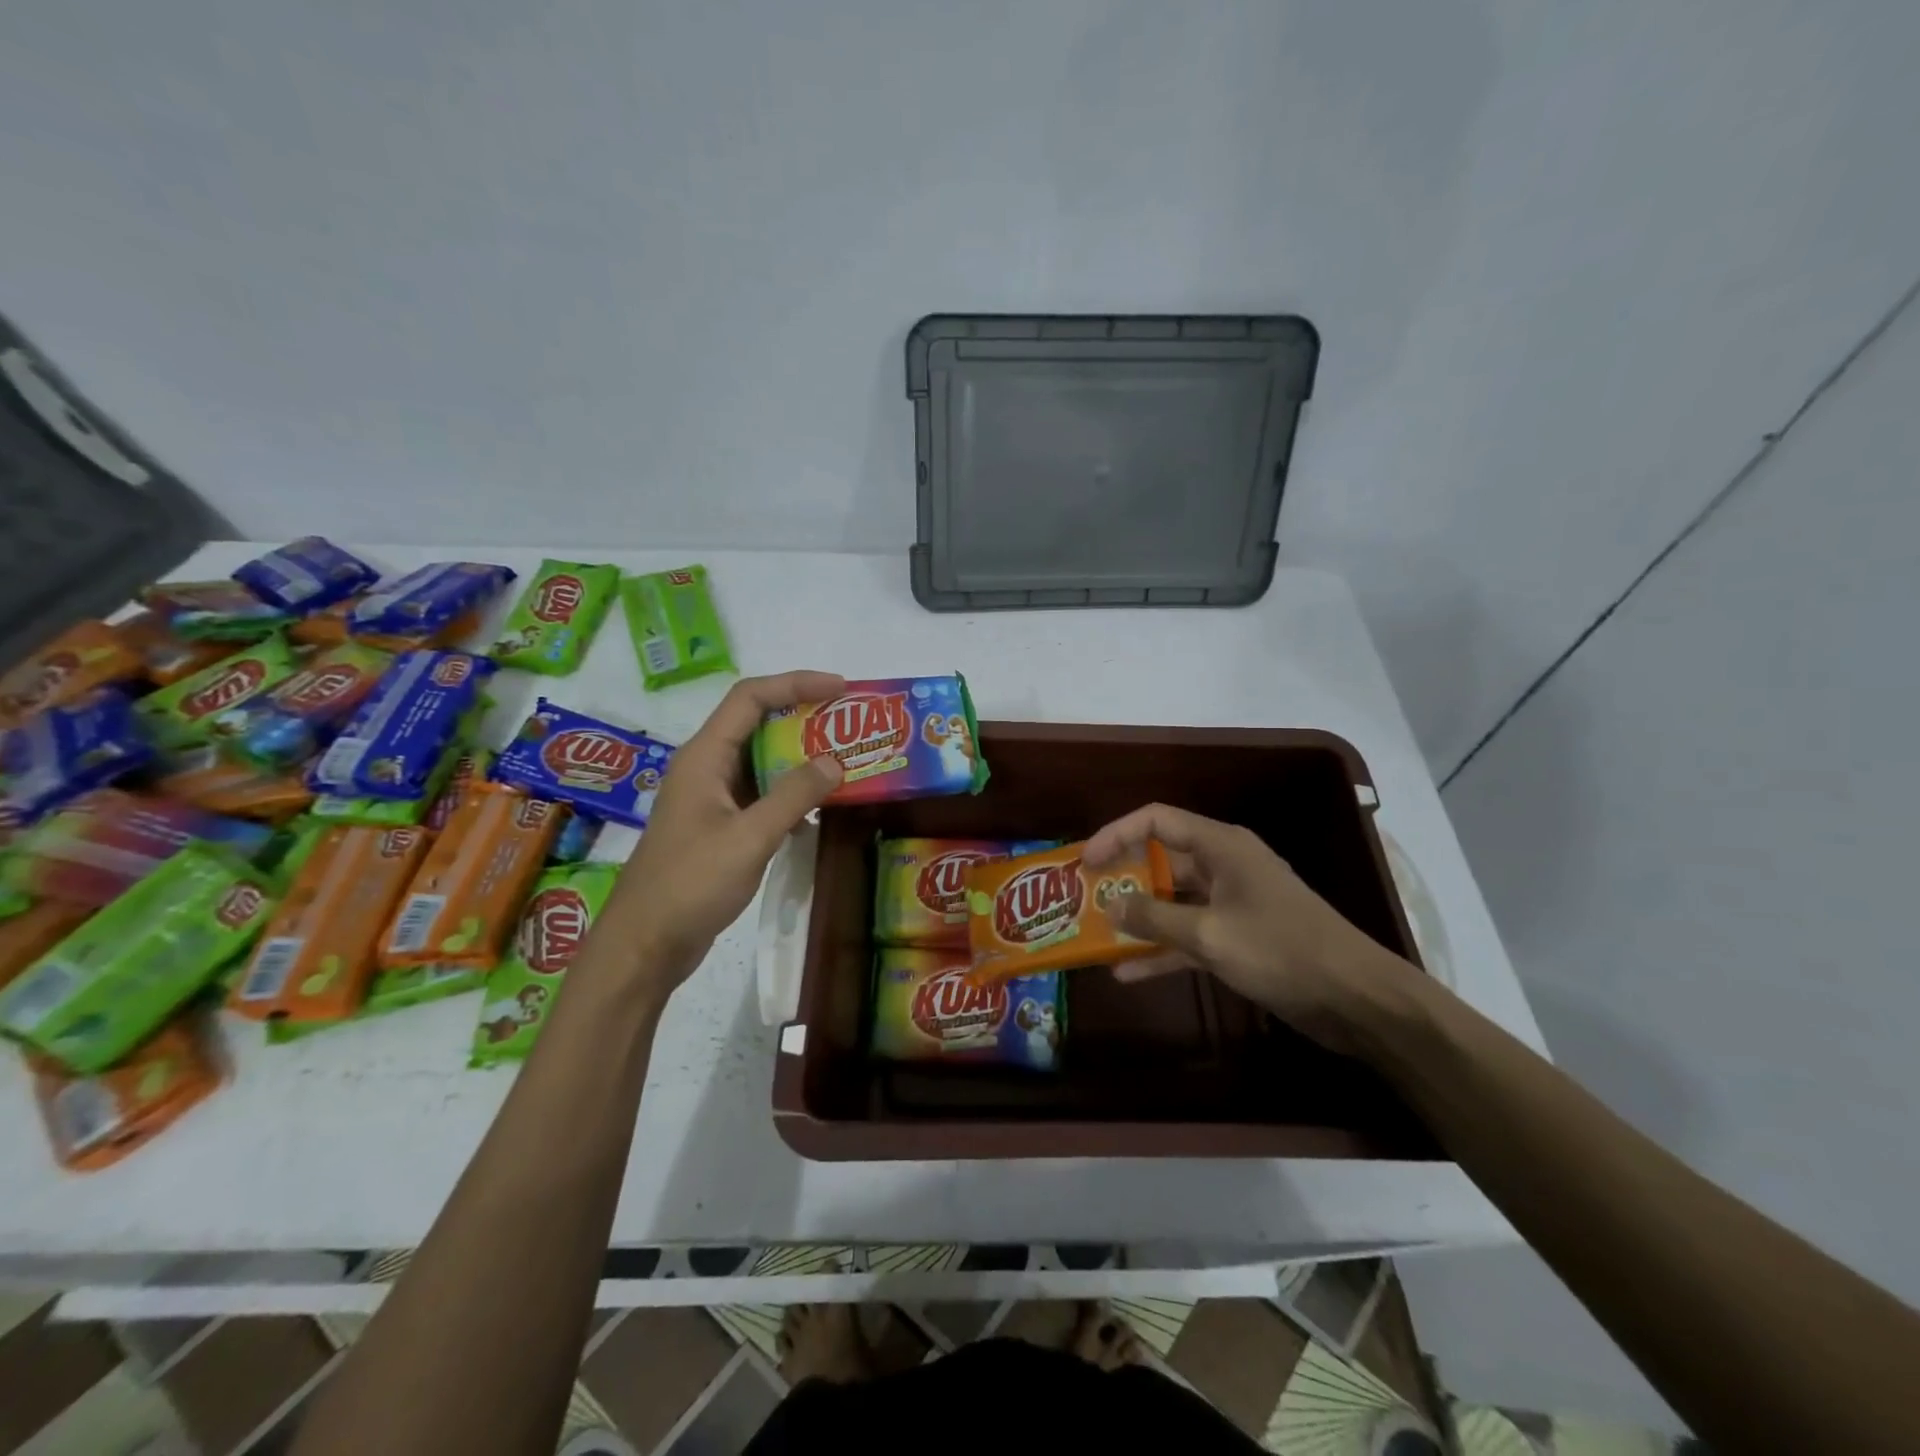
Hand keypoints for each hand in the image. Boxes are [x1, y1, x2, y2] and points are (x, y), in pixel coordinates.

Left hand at [599, 671, 844, 996]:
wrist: (645, 946)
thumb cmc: (690, 885)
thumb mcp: (749, 838)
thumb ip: (793, 796)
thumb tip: (835, 762)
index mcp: (704, 757)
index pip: (750, 698)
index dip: (796, 683)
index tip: (841, 688)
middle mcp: (706, 769)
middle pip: (757, 724)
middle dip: (804, 718)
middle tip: (851, 725)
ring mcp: (711, 800)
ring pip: (761, 762)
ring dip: (800, 758)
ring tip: (845, 762)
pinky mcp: (719, 828)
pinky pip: (760, 795)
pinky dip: (790, 794)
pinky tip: (817, 810)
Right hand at [1083, 803, 1416, 1054]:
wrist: (1356, 1000)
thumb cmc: (1281, 951)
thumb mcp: (1209, 933)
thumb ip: (1154, 916)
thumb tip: (1110, 905)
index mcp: (1220, 846)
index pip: (1156, 821)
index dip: (1116, 834)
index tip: (1084, 862)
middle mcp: (1224, 866)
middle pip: (1162, 859)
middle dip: (1122, 878)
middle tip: (1083, 898)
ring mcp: (1232, 903)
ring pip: (1173, 901)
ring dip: (1138, 917)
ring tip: (1096, 934)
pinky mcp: (1239, 938)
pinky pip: (1190, 935)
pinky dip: (1163, 949)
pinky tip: (1128, 973)